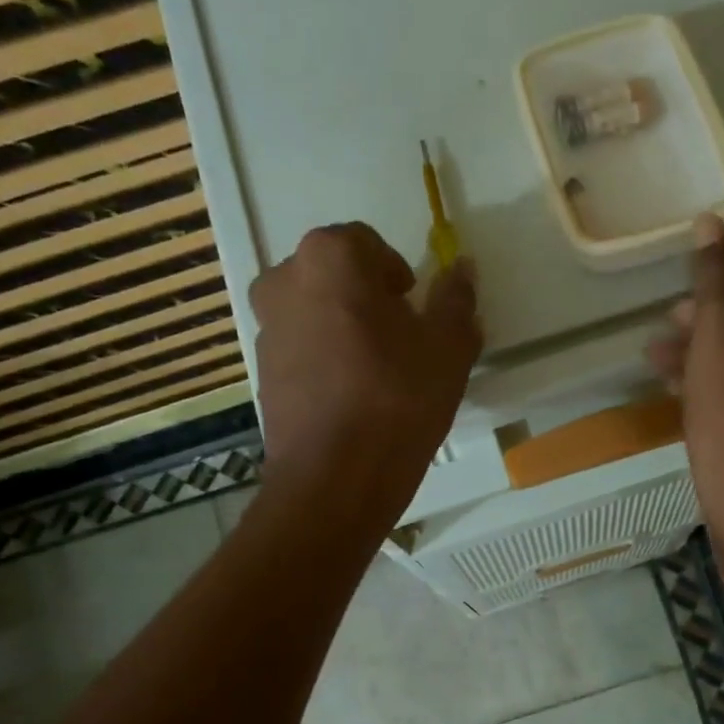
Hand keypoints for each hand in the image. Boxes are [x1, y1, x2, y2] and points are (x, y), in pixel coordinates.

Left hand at [250, 223, 480, 526]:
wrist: (334, 479)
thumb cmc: (397, 399)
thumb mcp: (448, 347)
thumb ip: (456, 300)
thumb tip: (463, 269)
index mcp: (330, 258)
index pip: (368, 244)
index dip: (399, 276)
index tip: (417, 312)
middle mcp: (285, 280)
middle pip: (337, 276)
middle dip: (370, 299)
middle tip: (403, 341)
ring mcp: (266, 328)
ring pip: (316, 312)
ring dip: (346, 329)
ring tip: (379, 375)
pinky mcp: (261, 372)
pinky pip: (302, 350)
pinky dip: (326, 361)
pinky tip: (353, 399)